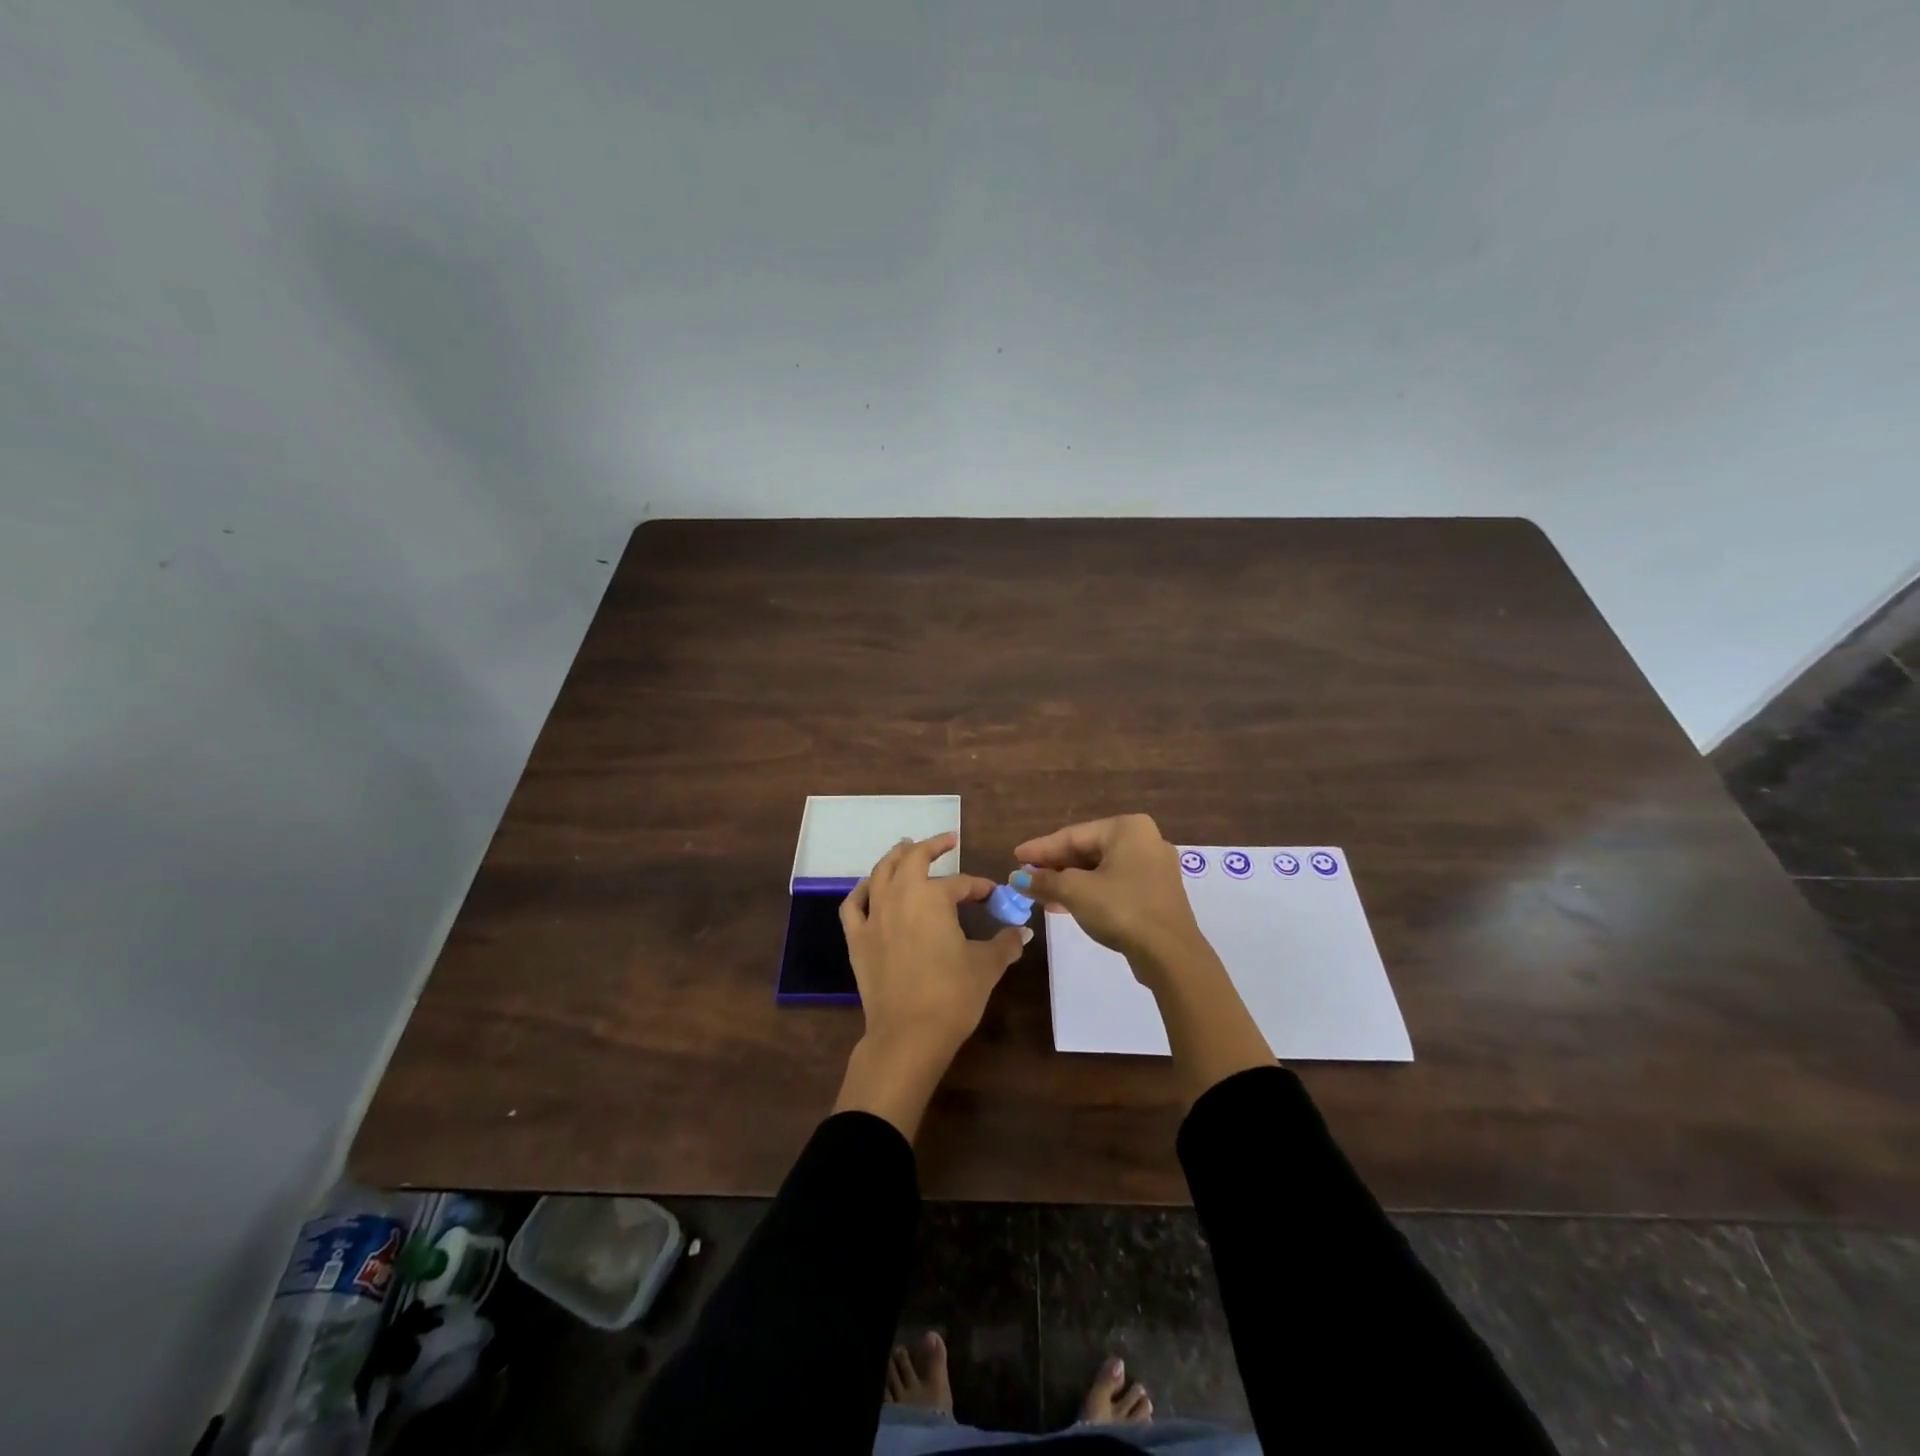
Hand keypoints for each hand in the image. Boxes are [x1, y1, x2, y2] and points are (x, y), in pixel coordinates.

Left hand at [833, 833, 1029, 1138]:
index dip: (980, 887)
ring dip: (895, 857)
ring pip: (881, 873)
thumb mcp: (986, 966)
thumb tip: (1022, 931)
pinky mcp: (857, 938)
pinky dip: (861, 890)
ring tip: (905, 848)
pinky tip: (869, 888)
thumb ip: (1005, 943)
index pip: (961, 883)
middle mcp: (900, 896)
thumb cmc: (952, 995)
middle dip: (931, 847)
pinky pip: (853, 904)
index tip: (993, 895)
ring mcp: (874, 916)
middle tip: (946, 841)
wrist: (908, 1035)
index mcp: (933, 897)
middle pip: (913, 859)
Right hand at [1012, 815, 1204, 976]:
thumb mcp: (1075, 891)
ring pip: (1100, 870)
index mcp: (1127, 828)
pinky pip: (1114, 884)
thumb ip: (1044, 880)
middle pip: (1087, 851)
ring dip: (1068, 882)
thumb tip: (1017, 878)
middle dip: (1054, 867)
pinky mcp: (1156, 893)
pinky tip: (1063, 905)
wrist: (1170, 954)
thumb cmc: (1121, 909)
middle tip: (1025, 876)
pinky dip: (1089, 892)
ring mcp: (1153, 868)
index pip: (1073, 835)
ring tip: (1039, 894)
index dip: (1040, 849)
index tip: (1015, 858)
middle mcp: (1144, 840)